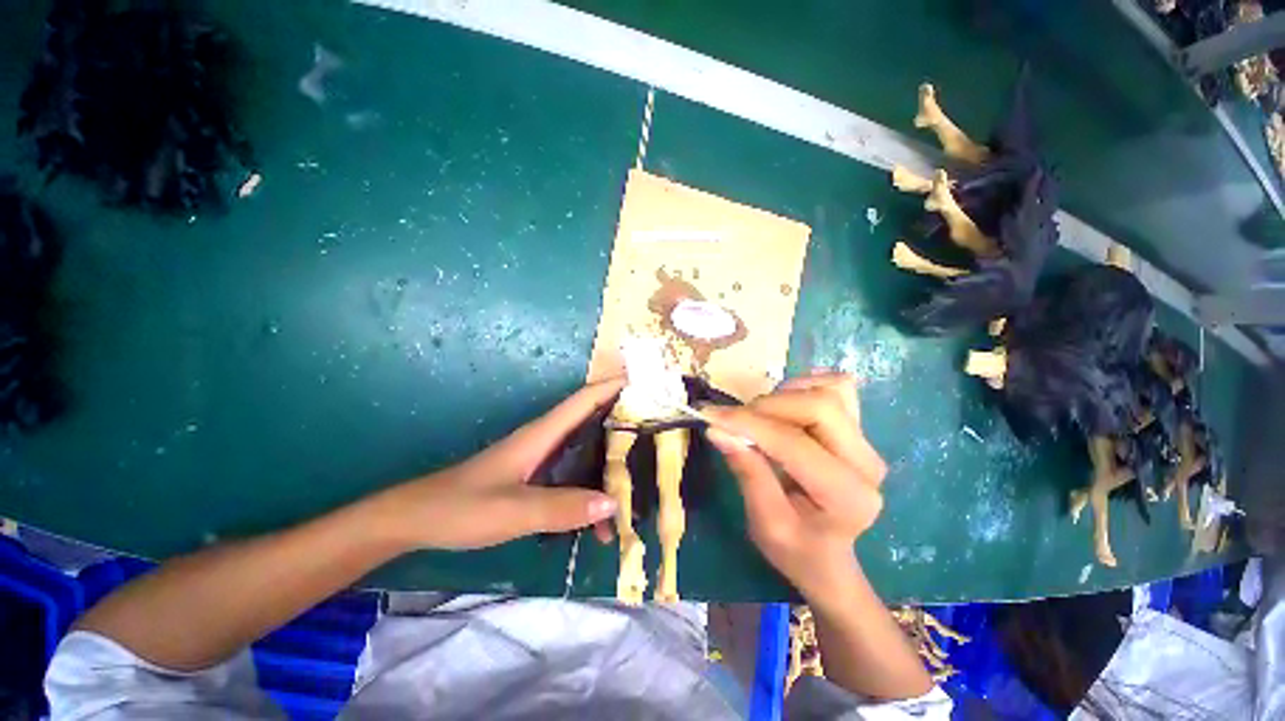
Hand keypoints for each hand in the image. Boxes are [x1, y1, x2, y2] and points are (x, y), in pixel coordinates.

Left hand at [374, 379, 624, 549]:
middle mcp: (546, 440)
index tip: (643, 381)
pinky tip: (602, 515)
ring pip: (585, 451)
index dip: (612, 385)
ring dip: (610, 462)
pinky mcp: (536, 478)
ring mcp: (541, 459)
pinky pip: (574, 475)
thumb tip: (613, 502)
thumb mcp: (513, 510)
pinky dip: (592, 487)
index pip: (584, 399)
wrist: (418, 519)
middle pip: (592, 421)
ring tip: (641, 480)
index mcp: (542, 434)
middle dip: (622, 421)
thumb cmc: (462, 507)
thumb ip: (561, 508)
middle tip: (656, 431)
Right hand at [702, 372, 886, 598]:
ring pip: (828, 390)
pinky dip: (806, 386)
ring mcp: (867, 442)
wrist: (827, 555)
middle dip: (767, 405)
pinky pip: (837, 387)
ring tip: (759, 418)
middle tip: (735, 420)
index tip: (710, 416)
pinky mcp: (860, 429)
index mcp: (847, 496)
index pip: (793, 442)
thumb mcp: (764, 522)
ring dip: (783, 395)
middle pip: (819, 405)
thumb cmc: (795, 548)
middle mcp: (866, 463)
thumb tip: (718, 429)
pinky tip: (785, 403)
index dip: (748, 423)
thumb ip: (747, 472)